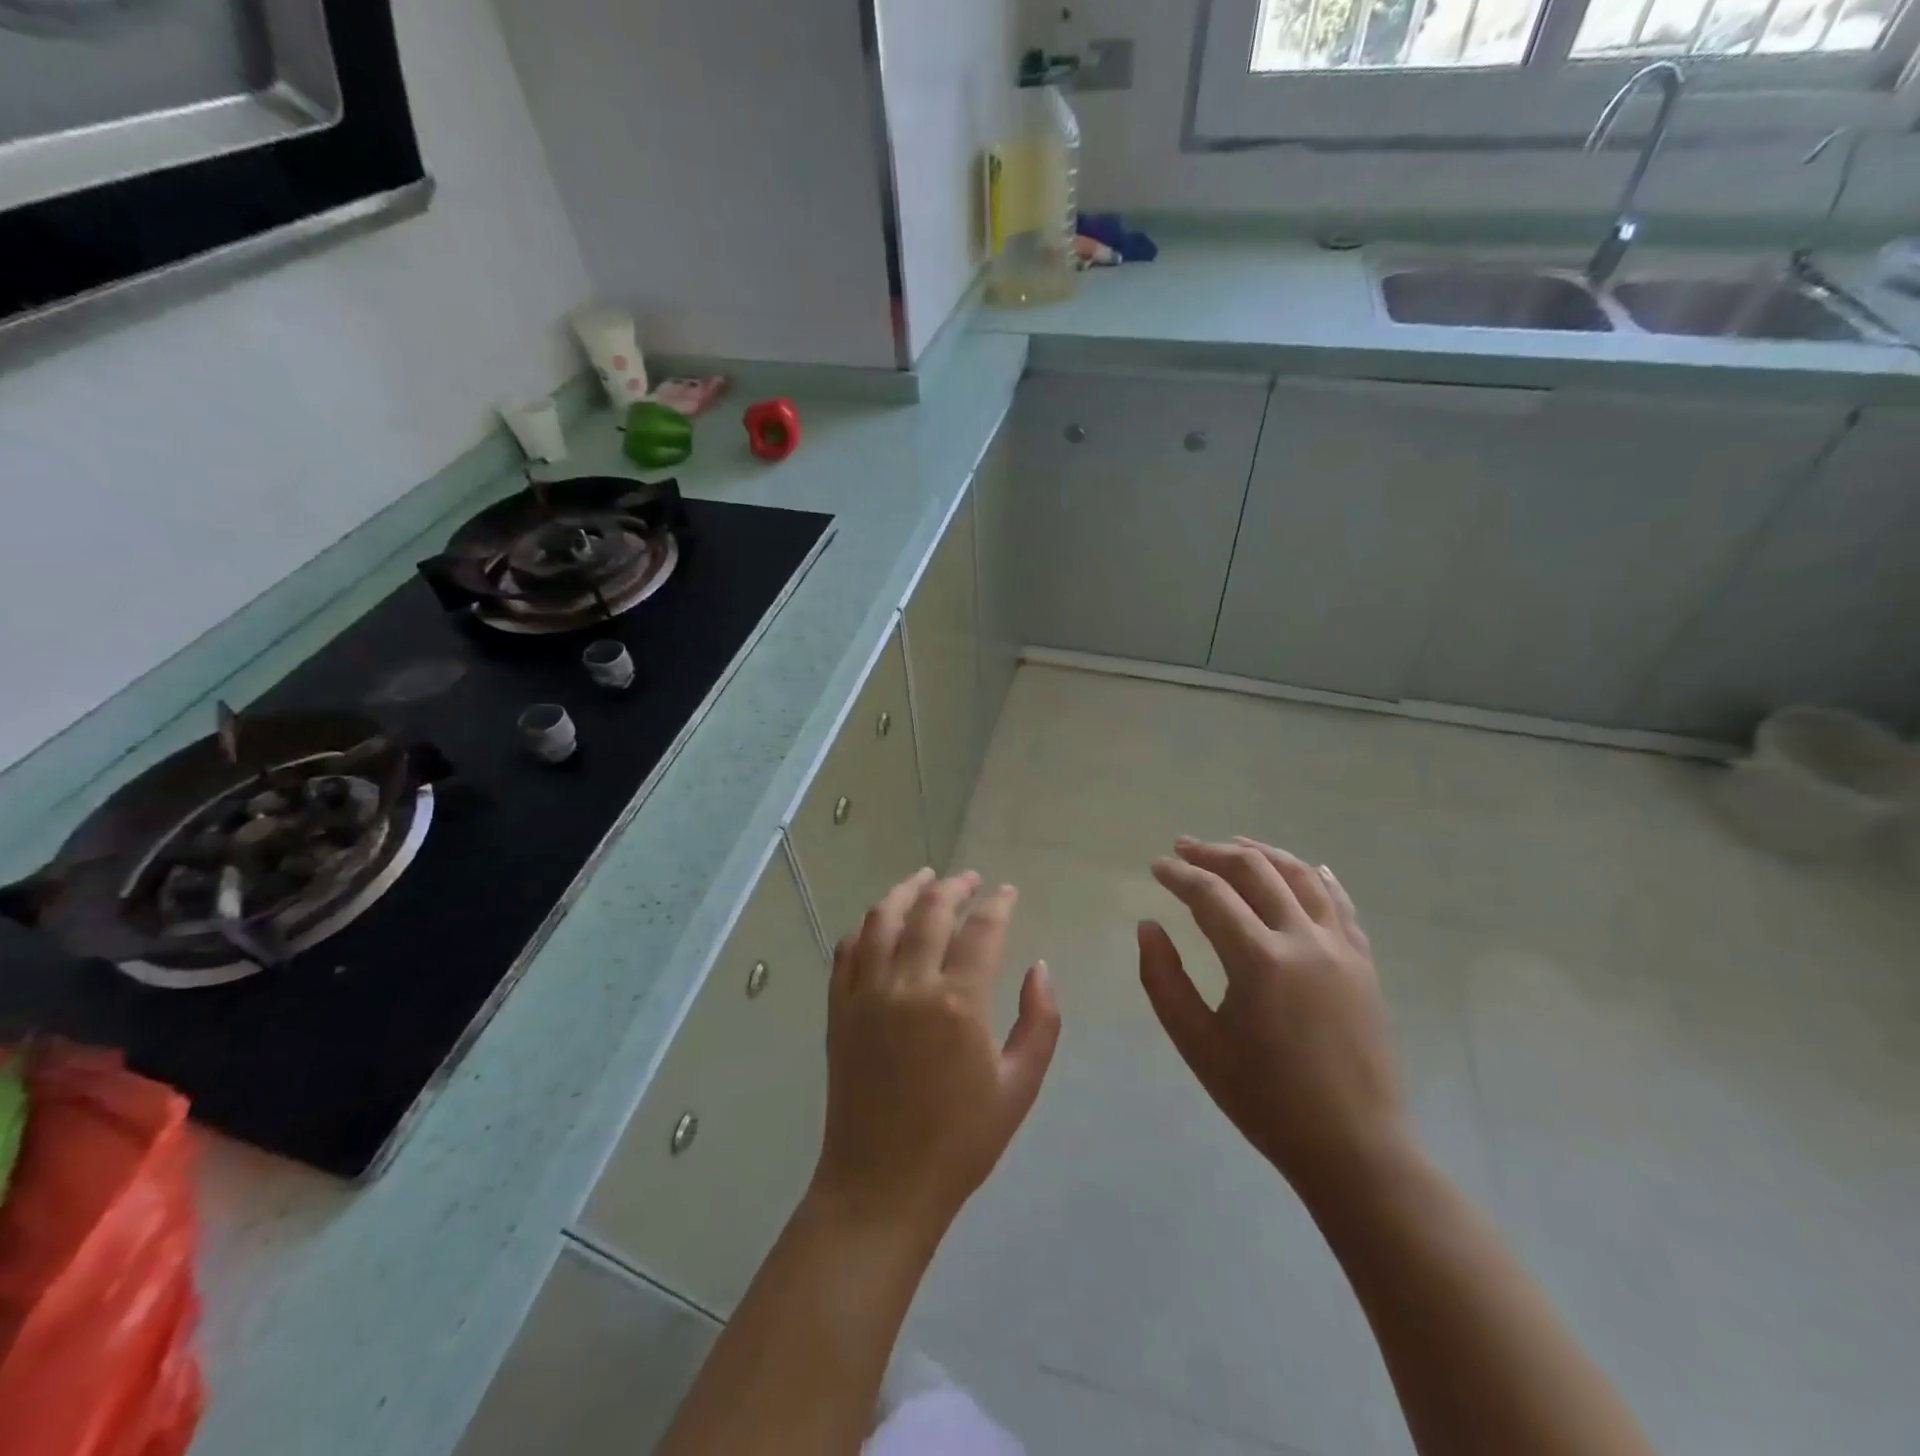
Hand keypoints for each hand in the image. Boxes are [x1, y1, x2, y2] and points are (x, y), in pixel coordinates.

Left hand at [812, 870, 1060, 1245]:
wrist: (881, 1185)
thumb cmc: (960, 1142)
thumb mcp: (1019, 1087)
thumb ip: (1039, 1021)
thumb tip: (1039, 967)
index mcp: (957, 1003)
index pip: (981, 930)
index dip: (997, 904)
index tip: (1007, 892)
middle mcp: (908, 985)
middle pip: (930, 911)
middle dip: (954, 886)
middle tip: (970, 879)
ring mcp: (866, 994)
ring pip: (882, 918)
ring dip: (905, 891)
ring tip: (924, 879)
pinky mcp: (838, 1009)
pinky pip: (848, 950)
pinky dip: (866, 926)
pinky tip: (880, 922)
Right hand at [1140, 837, 1406, 1197]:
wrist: (1355, 1148)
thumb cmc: (1266, 1100)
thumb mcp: (1198, 1045)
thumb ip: (1164, 981)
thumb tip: (1148, 927)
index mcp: (1260, 961)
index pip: (1211, 895)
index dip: (1179, 875)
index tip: (1157, 866)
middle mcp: (1304, 940)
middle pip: (1256, 871)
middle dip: (1214, 853)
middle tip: (1183, 848)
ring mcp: (1342, 948)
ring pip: (1301, 876)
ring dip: (1262, 853)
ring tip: (1233, 845)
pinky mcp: (1364, 963)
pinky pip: (1339, 903)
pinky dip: (1315, 876)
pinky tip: (1303, 868)